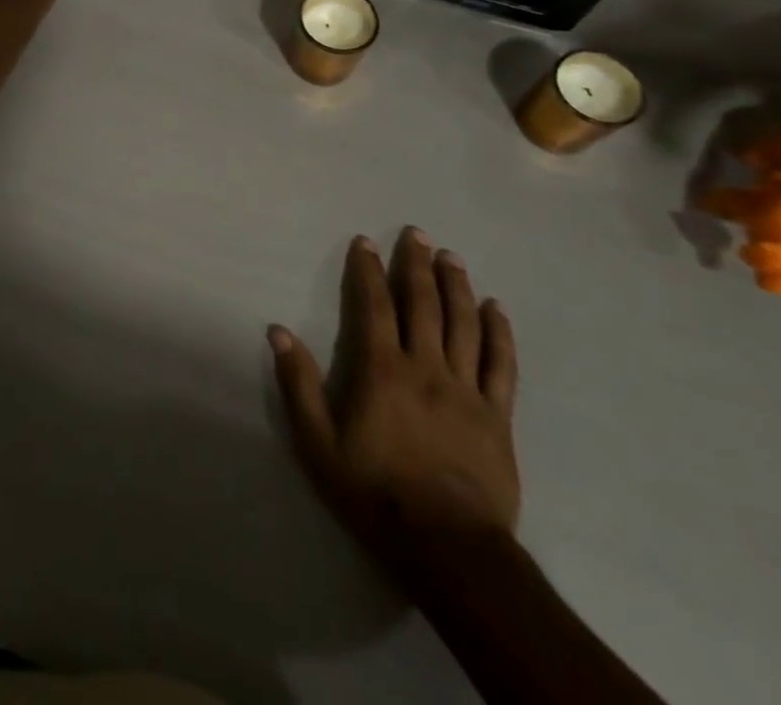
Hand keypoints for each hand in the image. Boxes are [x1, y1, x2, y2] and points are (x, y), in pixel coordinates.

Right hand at [269, 228, 519, 557]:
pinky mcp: (498, 416)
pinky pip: (502, 366)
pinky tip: (496, 309)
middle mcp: (425, 367)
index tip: (365, 241)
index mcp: (382, 369)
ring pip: (463, 325)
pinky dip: (499, 333)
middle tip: (417, 233)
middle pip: (422, 304)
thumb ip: (299, 384)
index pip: (373, 305)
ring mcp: (466, 390)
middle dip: (416, 264)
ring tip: (451, 257)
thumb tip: (278, 330)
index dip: (368, 270)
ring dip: (456, 286)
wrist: (449, 548)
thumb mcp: (319, 443)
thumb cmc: (375, 492)